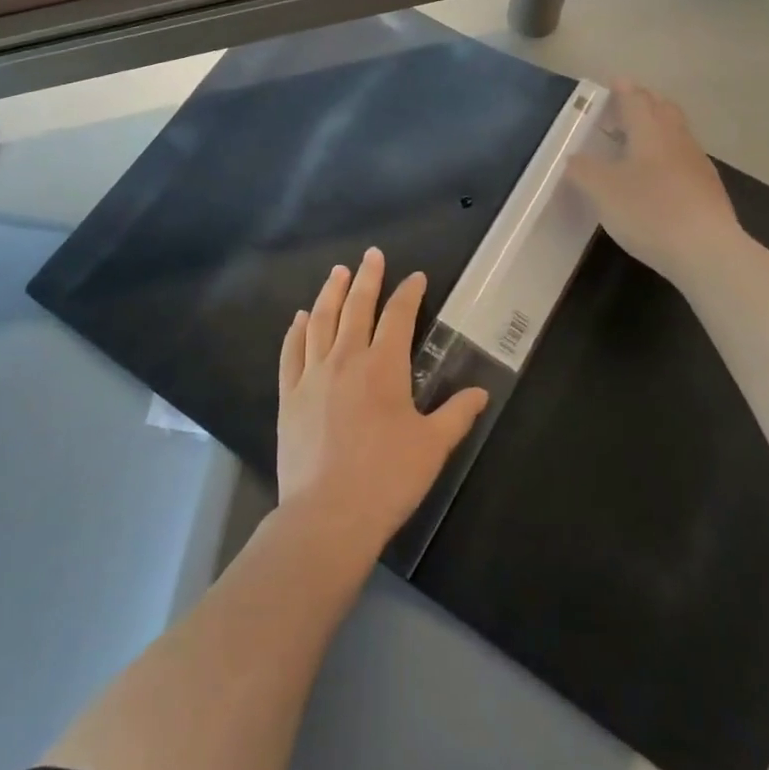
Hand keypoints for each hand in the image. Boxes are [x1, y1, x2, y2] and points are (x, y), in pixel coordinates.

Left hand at [275, 249, 487, 557]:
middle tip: (371, 255)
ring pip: (320, 321)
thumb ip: (457, 414)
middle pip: (356, 307)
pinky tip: (300, 318)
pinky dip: (296, 330)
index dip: (408, 293)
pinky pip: (291, 352)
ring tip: (337, 272)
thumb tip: (480, 393)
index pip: (398, 317)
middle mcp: (346, 359)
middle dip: (367, 278)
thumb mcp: (432, 447)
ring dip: (330, 293)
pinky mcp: (289, 395)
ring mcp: (312, 375)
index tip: (415, 277)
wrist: (327, 514)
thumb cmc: (387, 479)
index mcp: (383, 367)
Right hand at [567, 81, 740, 280]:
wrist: (706, 251)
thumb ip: (582, 170)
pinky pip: (684, 158)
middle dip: (644, 102)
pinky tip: (658, 175)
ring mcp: (697, 163)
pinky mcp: (708, 188)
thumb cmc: (649, 211)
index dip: (622, 90)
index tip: (614, 82)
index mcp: (649, 131)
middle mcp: (676, 139)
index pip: (635, 100)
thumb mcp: (602, 190)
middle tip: (625, 106)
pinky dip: (668, 154)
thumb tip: (573, 158)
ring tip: (638, 139)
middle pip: (662, 109)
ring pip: (676, 133)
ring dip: (658, 127)